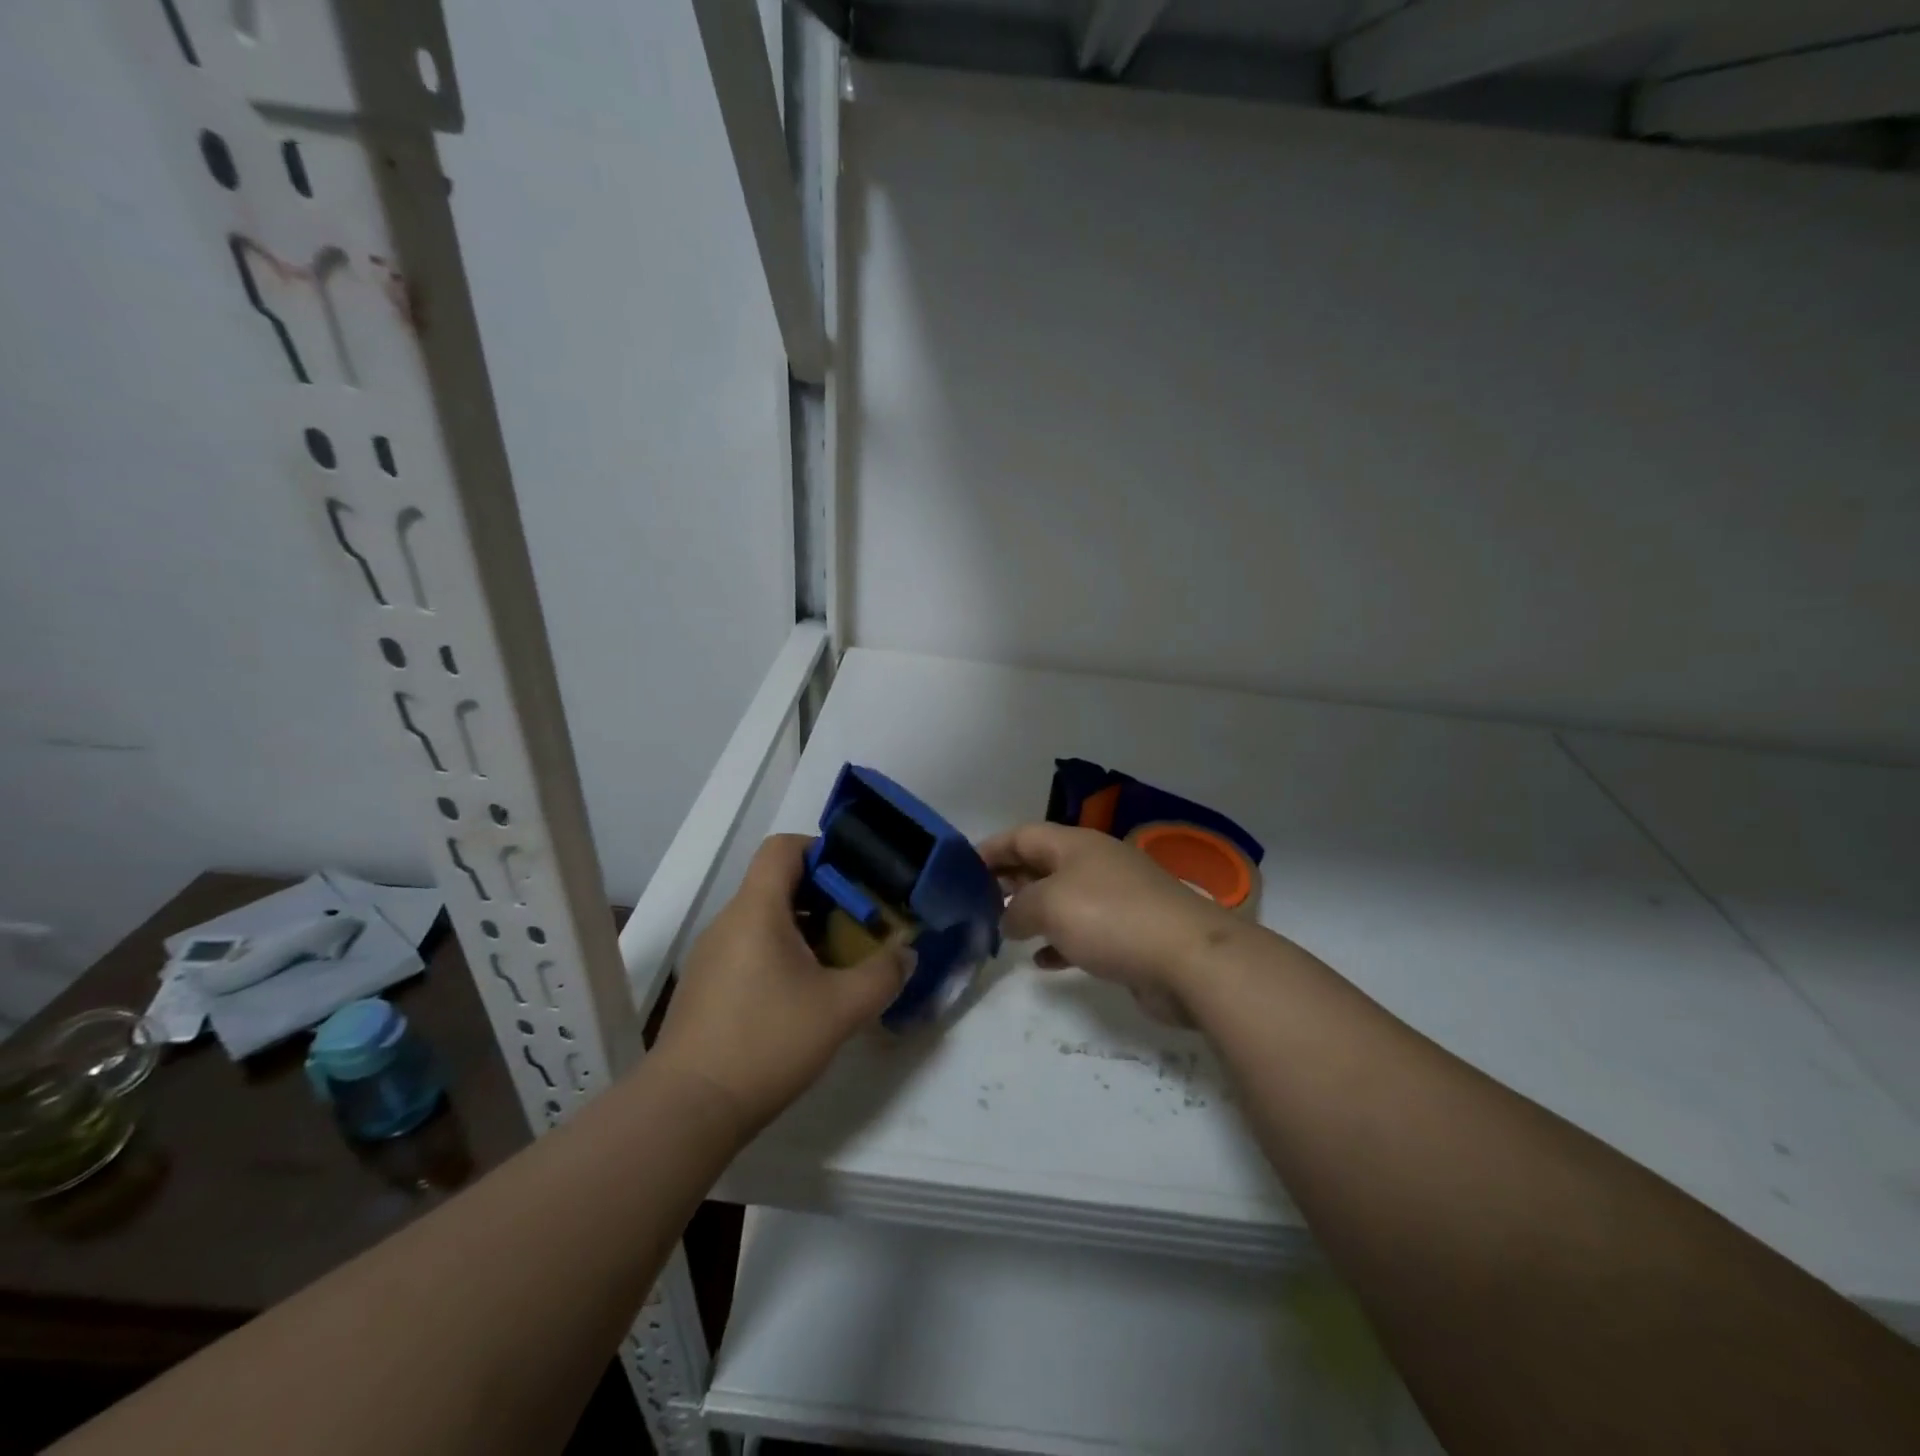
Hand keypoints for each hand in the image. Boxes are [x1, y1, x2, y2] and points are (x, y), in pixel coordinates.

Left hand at [652, 835, 907, 1134]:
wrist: (687, 1110)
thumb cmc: (766, 1043)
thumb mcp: (841, 1009)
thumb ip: (883, 975)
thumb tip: (907, 955)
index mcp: (756, 910)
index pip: (783, 847)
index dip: (822, 850)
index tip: (856, 879)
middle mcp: (729, 922)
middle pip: (778, 884)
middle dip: (825, 897)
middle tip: (860, 925)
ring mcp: (711, 956)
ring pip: (765, 920)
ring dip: (805, 930)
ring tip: (838, 962)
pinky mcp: (705, 987)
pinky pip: (749, 949)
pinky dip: (781, 955)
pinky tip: (803, 997)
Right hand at [978, 823, 1243, 1024]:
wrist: (1188, 959)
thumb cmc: (1110, 918)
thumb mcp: (1049, 905)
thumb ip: (1018, 909)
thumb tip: (1008, 920)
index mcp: (1075, 844)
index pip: (1022, 835)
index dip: (990, 848)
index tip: (960, 869)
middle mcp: (1094, 864)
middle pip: (1041, 864)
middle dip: (1009, 880)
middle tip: (977, 902)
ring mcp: (1115, 898)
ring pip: (1061, 899)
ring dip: (1032, 913)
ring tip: (1002, 931)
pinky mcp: (1128, 933)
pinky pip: (1083, 932)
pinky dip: (1059, 942)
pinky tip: (1042, 961)